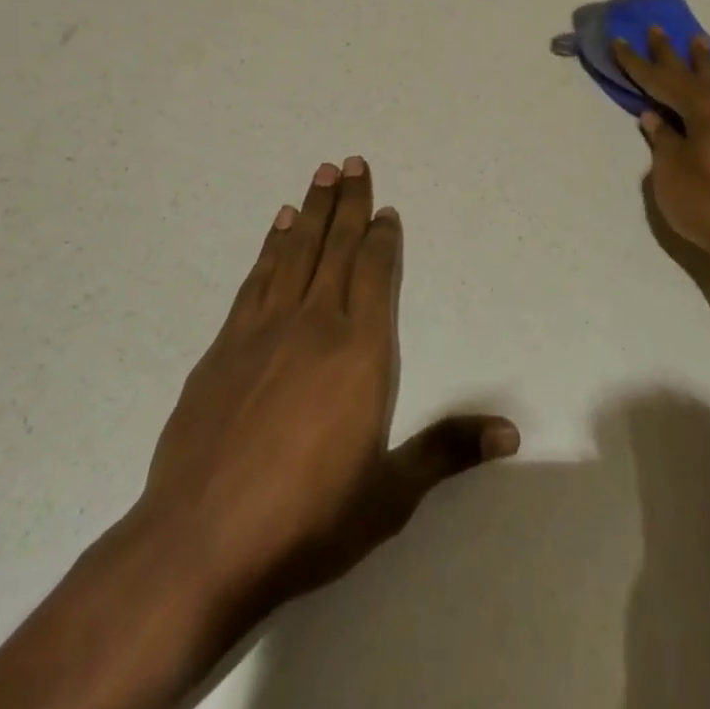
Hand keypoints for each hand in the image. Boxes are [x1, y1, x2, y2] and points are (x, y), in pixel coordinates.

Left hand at [136, 158, 518, 631]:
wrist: (198, 547)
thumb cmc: (306, 521)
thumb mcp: (389, 496)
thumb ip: (447, 452)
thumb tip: (511, 432)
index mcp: (361, 352)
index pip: (376, 273)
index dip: (382, 237)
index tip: (385, 209)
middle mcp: (315, 325)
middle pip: (336, 247)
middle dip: (348, 203)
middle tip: (352, 161)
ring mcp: (264, 331)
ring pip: (296, 252)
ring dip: (311, 210)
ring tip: (321, 174)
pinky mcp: (224, 347)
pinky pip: (257, 278)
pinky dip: (270, 246)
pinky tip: (277, 226)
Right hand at [615, 30, 709, 268]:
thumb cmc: (709, 207)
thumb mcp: (670, 174)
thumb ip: (663, 140)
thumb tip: (655, 116)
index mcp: (704, 107)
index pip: (661, 79)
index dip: (636, 63)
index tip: (619, 40)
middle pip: (694, 72)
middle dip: (671, 53)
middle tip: (656, 29)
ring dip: (707, 63)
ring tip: (699, 42)